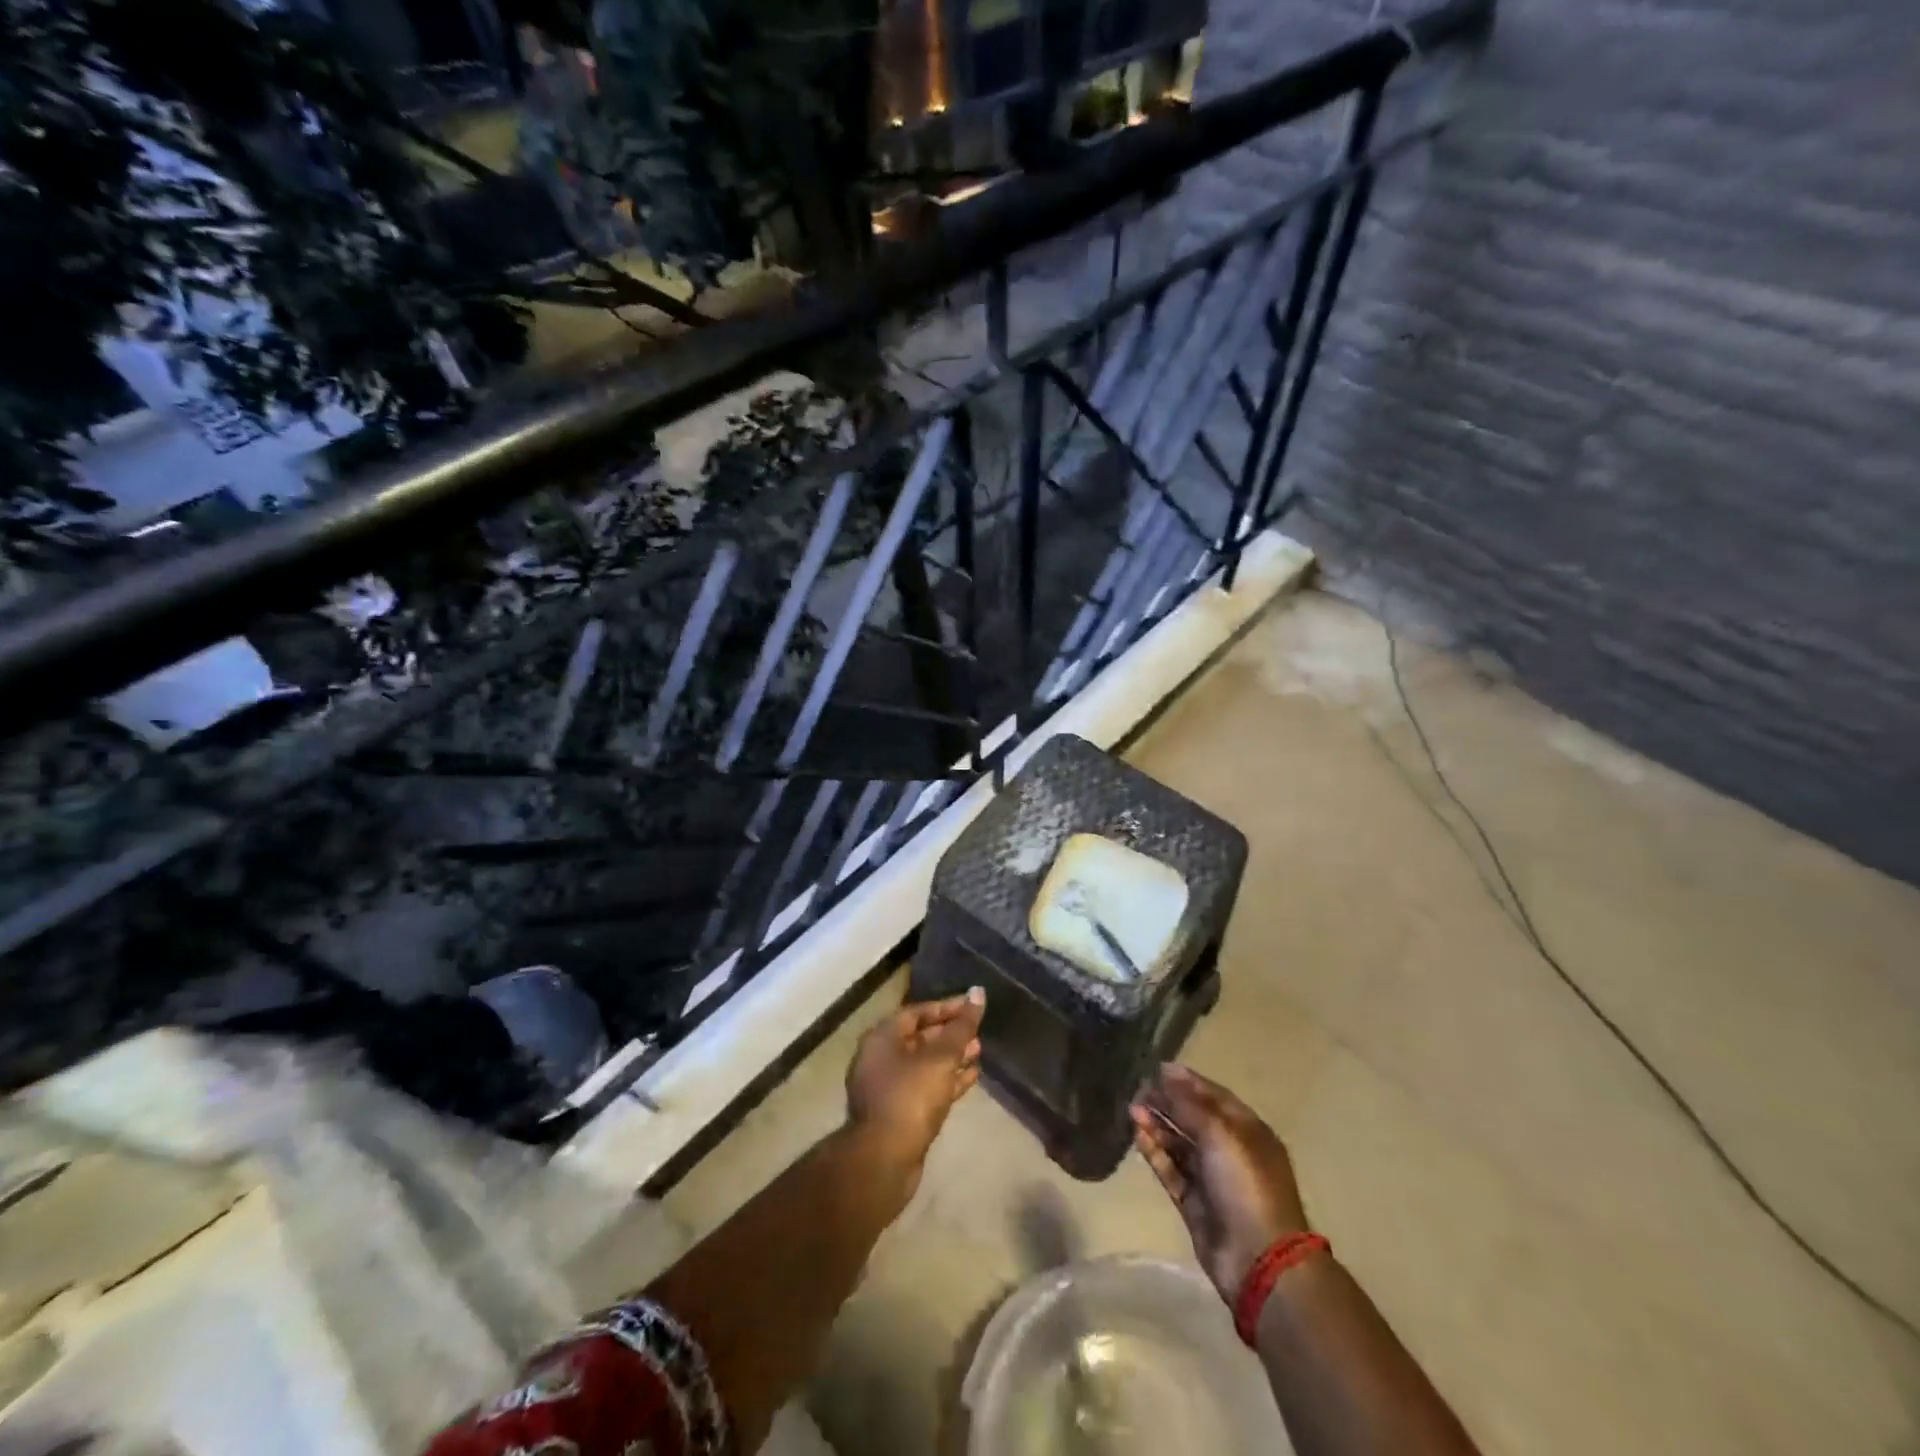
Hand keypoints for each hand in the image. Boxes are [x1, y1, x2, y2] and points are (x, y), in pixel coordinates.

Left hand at [846, 987, 985, 1172]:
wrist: (884, 1160)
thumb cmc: (910, 1097)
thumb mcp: (940, 1057)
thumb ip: (961, 1027)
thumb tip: (978, 992)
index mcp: (882, 1038)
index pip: (917, 1012)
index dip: (947, 1007)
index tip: (973, 1006)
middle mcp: (880, 1058)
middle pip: (920, 1037)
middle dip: (950, 1033)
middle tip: (979, 1030)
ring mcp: (888, 1088)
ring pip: (925, 1064)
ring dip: (952, 1057)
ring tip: (980, 1050)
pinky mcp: (899, 1113)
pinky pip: (926, 1087)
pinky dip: (948, 1080)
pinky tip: (972, 1077)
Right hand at [1132, 1064, 1310, 1300]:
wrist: (1258, 1259)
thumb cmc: (1245, 1184)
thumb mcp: (1218, 1133)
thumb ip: (1187, 1105)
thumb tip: (1163, 1077)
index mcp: (1247, 1131)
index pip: (1214, 1096)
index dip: (1187, 1080)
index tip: (1157, 1067)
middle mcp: (1230, 1151)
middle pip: (1194, 1119)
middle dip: (1167, 1103)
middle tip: (1137, 1089)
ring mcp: (1212, 1179)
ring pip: (1179, 1144)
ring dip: (1157, 1125)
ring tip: (1131, 1109)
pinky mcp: (1195, 1204)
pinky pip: (1171, 1171)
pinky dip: (1155, 1153)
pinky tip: (1137, 1136)